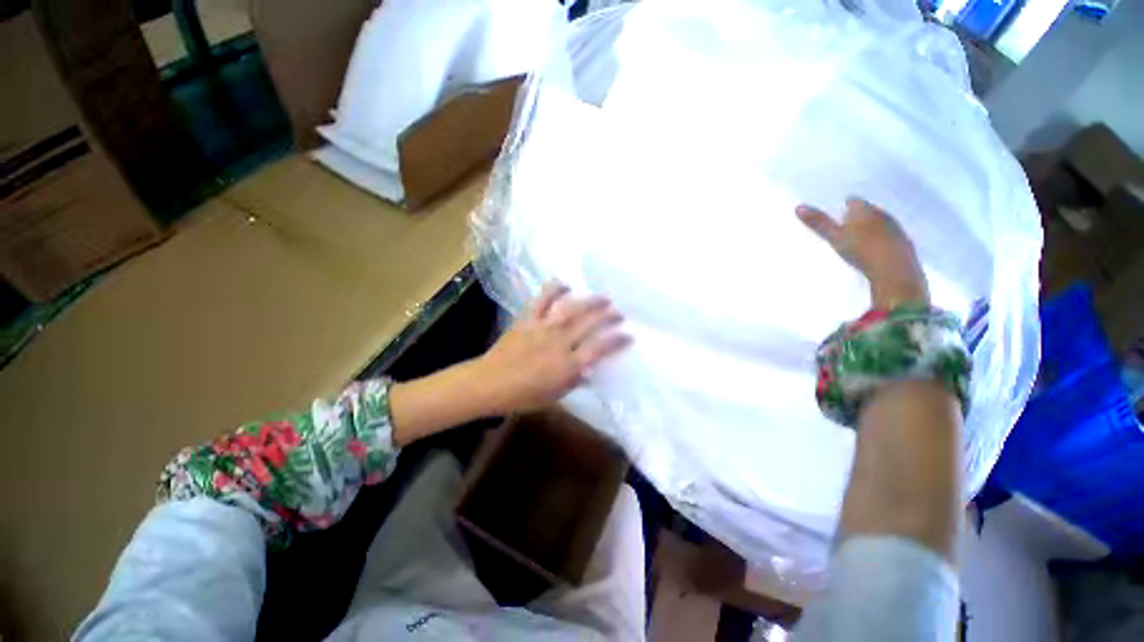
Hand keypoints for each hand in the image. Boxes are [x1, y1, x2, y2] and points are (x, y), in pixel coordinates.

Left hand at [474, 281, 630, 414]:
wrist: (489, 383)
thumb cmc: (523, 395)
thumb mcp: (554, 395)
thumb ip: (574, 380)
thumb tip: (589, 368)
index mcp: (567, 365)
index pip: (599, 349)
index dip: (616, 340)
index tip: (629, 334)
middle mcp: (559, 342)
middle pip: (589, 324)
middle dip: (608, 316)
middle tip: (619, 312)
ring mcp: (542, 328)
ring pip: (571, 309)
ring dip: (589, 301)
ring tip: (602, 297)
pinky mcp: (527, 319)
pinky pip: (542, 300)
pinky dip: (553, 289)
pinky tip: (565, 284)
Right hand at [796, 198, 929, 308]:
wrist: (894, 270)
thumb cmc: (861, 250)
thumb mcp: (834, 237)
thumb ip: (818, 223)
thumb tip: (798, 207)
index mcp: (864, 209)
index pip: (854, 201)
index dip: (845, 205)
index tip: (837, 212)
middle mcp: (882, 213)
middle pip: (868, 209)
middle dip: (859, 215)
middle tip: (846, 224)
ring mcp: (895, 227)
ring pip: (880, 221)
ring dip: (871, 226)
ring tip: (859, 236)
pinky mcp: (904, 242)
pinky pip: (890, 234)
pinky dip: (882, 238)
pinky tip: (875, 248)